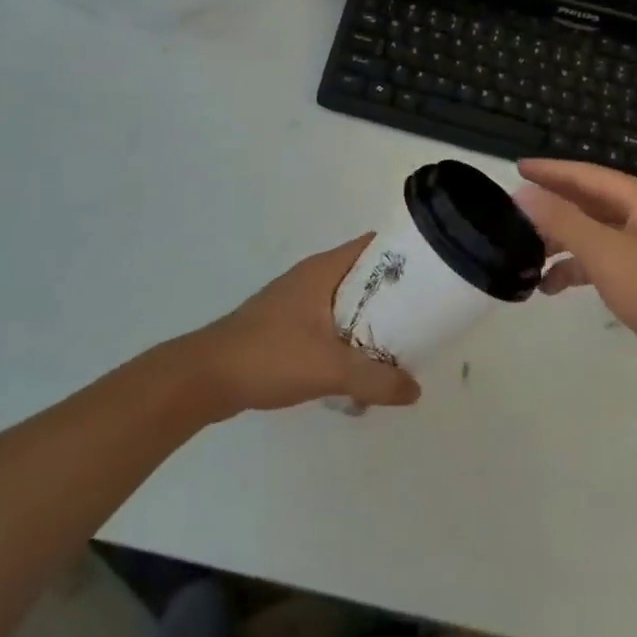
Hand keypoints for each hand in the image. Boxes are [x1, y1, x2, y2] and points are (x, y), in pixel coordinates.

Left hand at [182, 235, 421, 417]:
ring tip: (398, 344)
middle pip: (363, 277)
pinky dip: (346, 338)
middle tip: (423, 316)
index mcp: (323, 271)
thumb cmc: (269, 357)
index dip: (403, 254)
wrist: (204, 379)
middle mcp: (311, 279)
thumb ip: (376, 380)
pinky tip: (356, 367)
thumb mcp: (330, 369)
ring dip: (369, 321)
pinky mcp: (283, 327)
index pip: (372, 247)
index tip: (432, 273)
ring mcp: (294, 302)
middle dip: (392, 295)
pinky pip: (327, 324)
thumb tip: (415, 390)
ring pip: (345, 303)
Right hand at [515, 159, 636, 397]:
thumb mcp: (608, 254)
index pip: (585, 175)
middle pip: (588, 202)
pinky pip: (604, 261)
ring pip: (594, 233)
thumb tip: (523, 193)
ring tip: (524, 255)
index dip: (549, 171)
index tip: (515, 169)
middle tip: (512, 215)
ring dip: (562, 242)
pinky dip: (578, 269)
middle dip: (551, 208)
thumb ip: (564, 221)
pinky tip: (551, 287)